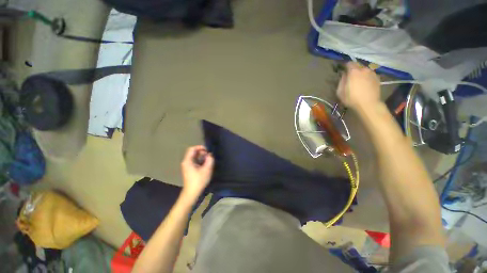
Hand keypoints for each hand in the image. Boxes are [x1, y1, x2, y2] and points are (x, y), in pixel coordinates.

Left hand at [180, 145, 214, 200]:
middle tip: (209, 155)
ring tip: (208, 159)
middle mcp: (186, 162)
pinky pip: (195, 161)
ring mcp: (187, 166)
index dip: (200, 147)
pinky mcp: (189, 169)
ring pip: (194, 157)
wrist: (192, 193)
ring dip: (202, 156)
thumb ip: (209, 160)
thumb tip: (210, 155)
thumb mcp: (206, 170)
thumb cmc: (198, 181)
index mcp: (188, 161)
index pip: (192, 149)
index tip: (207, 150)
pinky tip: (206, 164)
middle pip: (193, 152)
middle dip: (202, 152)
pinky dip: (200, 160)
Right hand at [337, 62, 380, 110]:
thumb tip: (343, 74)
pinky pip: (370, 75)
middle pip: (358, 66)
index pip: (349, 63)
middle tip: (350, 76)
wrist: (369, 104)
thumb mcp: (340, 91)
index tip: (342, 70)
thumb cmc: (351, 98)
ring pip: (364, 70)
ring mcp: (372, 73)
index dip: (345, 66)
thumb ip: (341, 80)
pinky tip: (364, 84)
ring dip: (360, 73)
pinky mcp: (377, 78)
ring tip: (358, 81)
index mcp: (354, 72)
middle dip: (353, 69)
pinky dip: (366, 77)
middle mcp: (364, 69)